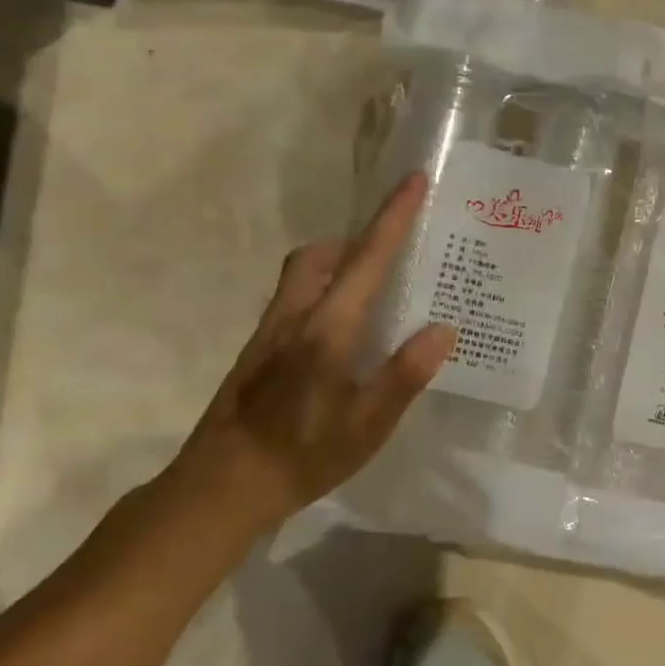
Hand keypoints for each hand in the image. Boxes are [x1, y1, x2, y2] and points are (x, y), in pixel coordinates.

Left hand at [167, 173, 455, 530]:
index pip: (367, 259)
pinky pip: (296, 298)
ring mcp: (270, 332)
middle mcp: (295, 316)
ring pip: (303, 274)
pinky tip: (341, 335)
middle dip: (358, 240)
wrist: (221, 485)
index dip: (394, 217)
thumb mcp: (368, 424)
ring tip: (374, 294)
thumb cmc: (302, 455)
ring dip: (338, 264)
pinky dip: (324, 291)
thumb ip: (405, 374)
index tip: (414, 180)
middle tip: (395, 256)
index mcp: (327, 328)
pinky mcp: (258, 351)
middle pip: (321, 254)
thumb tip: (442, 329)